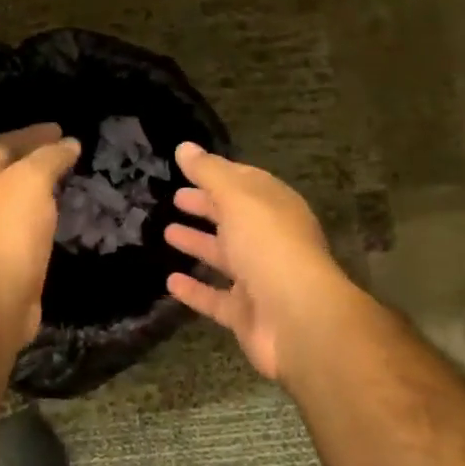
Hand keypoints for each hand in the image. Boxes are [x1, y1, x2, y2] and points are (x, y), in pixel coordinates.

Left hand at [0, 123, 80, 342]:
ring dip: (37, 187)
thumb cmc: (9, 228)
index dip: (34, 133)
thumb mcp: (33, 179)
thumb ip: (50, 156)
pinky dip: (37, 212)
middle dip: (35, 158)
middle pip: (6, 167)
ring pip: (13, 197)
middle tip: (65, 152)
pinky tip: (55, 213)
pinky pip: (19, 222)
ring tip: (65, 180)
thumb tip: (69, 143)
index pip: (5, 141)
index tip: (61, 130)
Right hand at [163, 142, 359, 382]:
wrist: (298, 319)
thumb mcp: (237, 198)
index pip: (245, 182)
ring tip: (166, 232)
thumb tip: (184, 146)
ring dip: (198, 243)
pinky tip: (170, 281)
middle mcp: (270, 240)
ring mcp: (260, 278)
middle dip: (207, 206)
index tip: (186, 167)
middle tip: (175, 198)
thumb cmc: (268, 245)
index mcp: (275, 207)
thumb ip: (209, 172)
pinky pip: (216, 298)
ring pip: (224, 256)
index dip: (217, 173)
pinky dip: (195, 289)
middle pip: (234, 218)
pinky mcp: (247, 314)